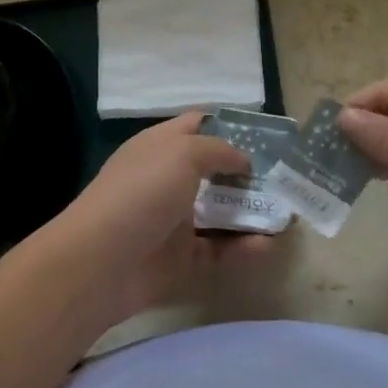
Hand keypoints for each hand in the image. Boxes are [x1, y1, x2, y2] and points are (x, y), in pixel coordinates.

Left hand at [38, 113, 272, 322]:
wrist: (101, 262)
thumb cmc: (141, 193)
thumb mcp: (182, 153)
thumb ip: (219, 150)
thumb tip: (243, 160)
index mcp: (161, 146)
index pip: (199, 125)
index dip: (231, 125)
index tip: (267, 134)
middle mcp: (168, 179)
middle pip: (215, 170)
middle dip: (250, 173)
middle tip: (286, 177)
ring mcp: (174, 219)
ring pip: (220, 211)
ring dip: (252, 212)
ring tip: (287, 213)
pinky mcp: (180, 258)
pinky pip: (219, 249)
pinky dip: (242, 248)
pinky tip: (268, 245)